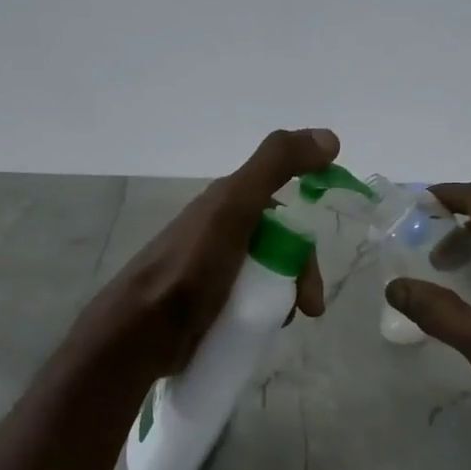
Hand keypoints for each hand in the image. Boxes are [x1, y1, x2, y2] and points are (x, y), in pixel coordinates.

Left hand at [85, 128, 338, 377]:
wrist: (141, 332)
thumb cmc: (191, 267)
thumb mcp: (234, 206)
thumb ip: (276, 165)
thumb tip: (329, 138)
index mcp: (227, 205)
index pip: (284, 212)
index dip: (304, 236)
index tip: (315, 267)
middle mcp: (222, 234)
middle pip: (280, 249)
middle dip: (300, 275)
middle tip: (309, 307)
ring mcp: (214, 272)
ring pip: (267, 278)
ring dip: (285, 298)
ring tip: (283, 322)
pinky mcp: (209, 305)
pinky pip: (250, 303)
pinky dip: (264, 314)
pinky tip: (264, 329)